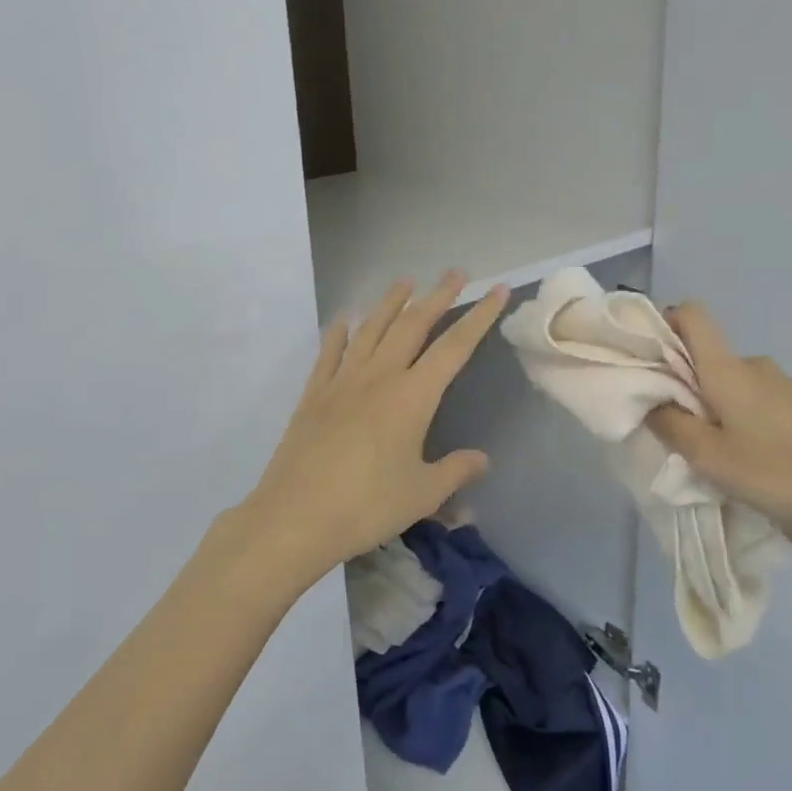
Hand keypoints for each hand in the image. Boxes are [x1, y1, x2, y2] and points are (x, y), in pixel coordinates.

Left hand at [229, 272, 509, 600]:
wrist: (294, 518)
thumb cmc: (367, 506)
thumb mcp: (423, 494)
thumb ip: (456, 471)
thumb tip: (482, 459)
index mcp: (412, 397)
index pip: (454, 347)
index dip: (479, 317)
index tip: (496, 291)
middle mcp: (379, 377)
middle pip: (413, 325)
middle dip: (437, 296)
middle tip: (455, 272)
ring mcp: (342, 382)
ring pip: (371, 330)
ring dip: (390, 302)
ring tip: (405, 282)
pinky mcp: (313, 396)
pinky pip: (330, 354)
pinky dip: (339, 332)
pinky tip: (345, 320)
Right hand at [646, 302, 791, 541]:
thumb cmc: (776, 471)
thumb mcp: (709, 457)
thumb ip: (671, 425)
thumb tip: (651, 402)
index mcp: (727, 369)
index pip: (693, 314)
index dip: (665, 323)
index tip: (648, 358)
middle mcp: (753, 364)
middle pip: (706, 355)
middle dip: (682, 384)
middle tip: (675, 428)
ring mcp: (780, 382)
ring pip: (729, 382)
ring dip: (712, 406)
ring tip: (715, 453)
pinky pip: (753, 398)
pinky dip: (738, 417)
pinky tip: (749, 457)